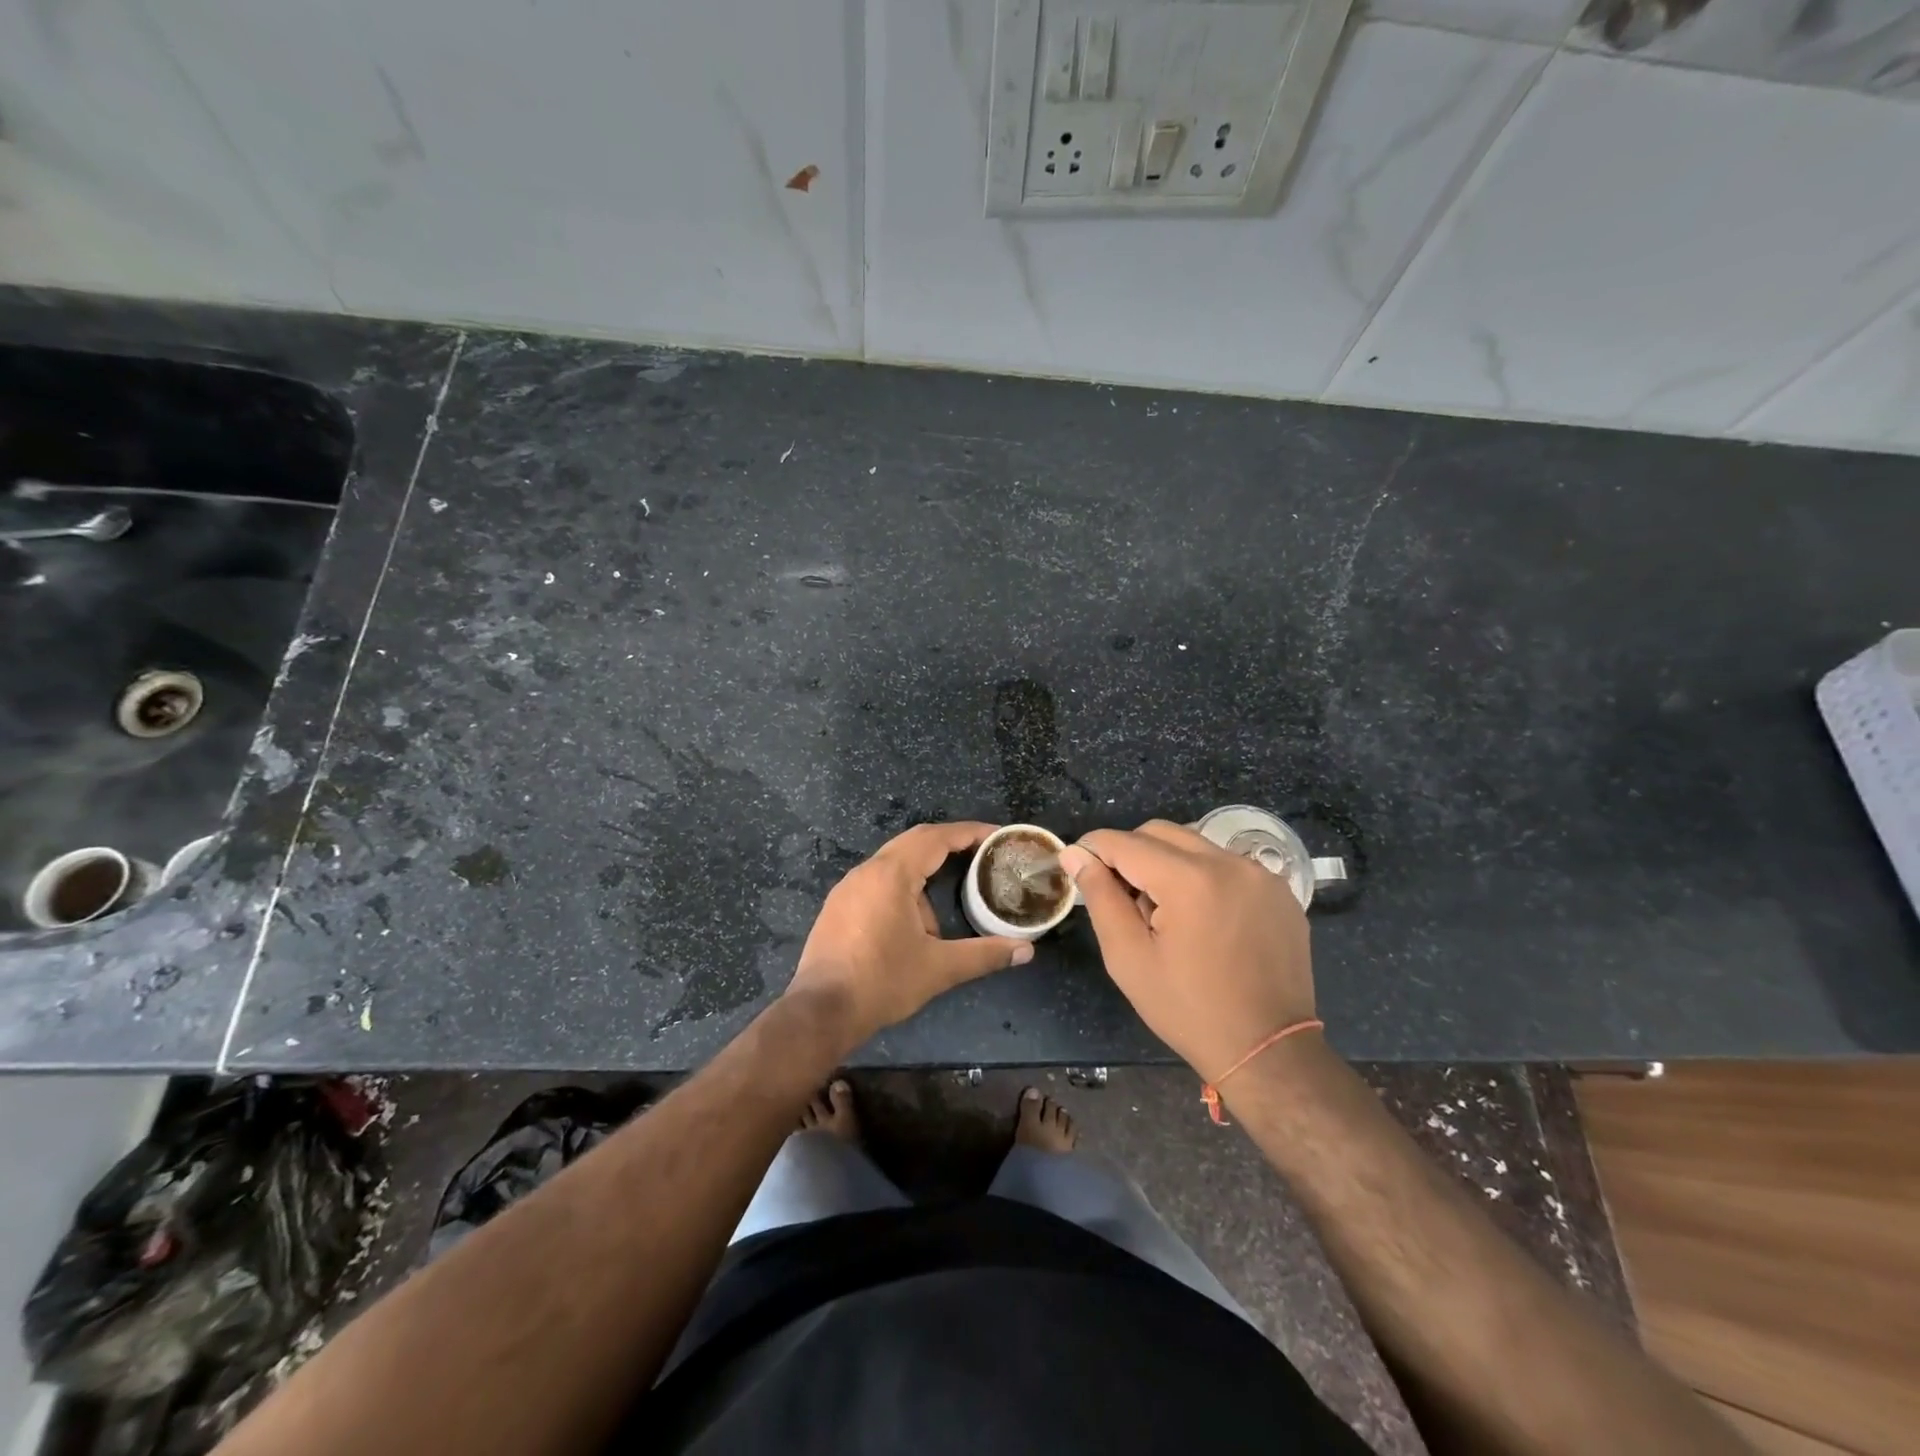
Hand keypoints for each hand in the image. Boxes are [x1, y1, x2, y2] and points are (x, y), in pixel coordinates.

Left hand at [786, 822, 1033, 1047]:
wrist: (821, 1011)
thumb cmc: (882, 982)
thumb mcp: (939, 968)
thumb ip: (985, 954)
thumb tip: (1027, 951)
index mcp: (891, 874)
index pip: (936, 838)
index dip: (969, 832)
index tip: (995, 835)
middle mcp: (867, 871)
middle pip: (914, 842)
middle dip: (948, 845)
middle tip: (980, 855)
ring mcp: (848, 887)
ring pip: (894, 864)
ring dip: (923, 875)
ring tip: (946, 906)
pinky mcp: (838, 906)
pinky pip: (877, 881)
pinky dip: (903, 889)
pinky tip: (913, 924)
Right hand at [1058, 821, 1315, 1081]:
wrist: (1269, 1051)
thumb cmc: (1188, 1009)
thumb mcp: (1129, 957)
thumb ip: (1100, 897)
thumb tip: (1075, 855)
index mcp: (1190, 880)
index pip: (1126, 843)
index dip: (1093, 848)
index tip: (1076, 864)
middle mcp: (1229, 863)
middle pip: (1160, 832)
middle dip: (1130, 853)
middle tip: (1120, 895)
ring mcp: (1261, 875)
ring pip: (1194, 844)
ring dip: (1166, 863)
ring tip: (1162, 912)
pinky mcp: (1279, 891)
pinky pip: (1226, 865)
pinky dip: (1202, 876)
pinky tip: (1200, 918)